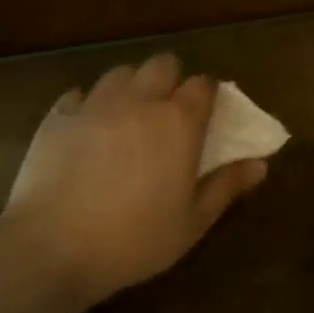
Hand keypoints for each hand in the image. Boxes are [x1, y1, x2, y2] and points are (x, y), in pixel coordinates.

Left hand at [0, 52, 267, 304]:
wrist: (52, 248)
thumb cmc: (133, 240)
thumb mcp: (192, 223)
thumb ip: (226, 186)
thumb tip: (260, 164)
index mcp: (178, 121)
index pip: (203, 84)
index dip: (208, 94)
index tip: (207, 113)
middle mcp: (140, 100)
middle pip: (162, 64)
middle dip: (170, 79)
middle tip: (167, 112)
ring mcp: (95, 103)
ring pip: (121, 72)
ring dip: (131, 86)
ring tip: (127, 116)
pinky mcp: (58, 116)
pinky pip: (79, 95)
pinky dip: (87, 105)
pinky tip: (86, 130)